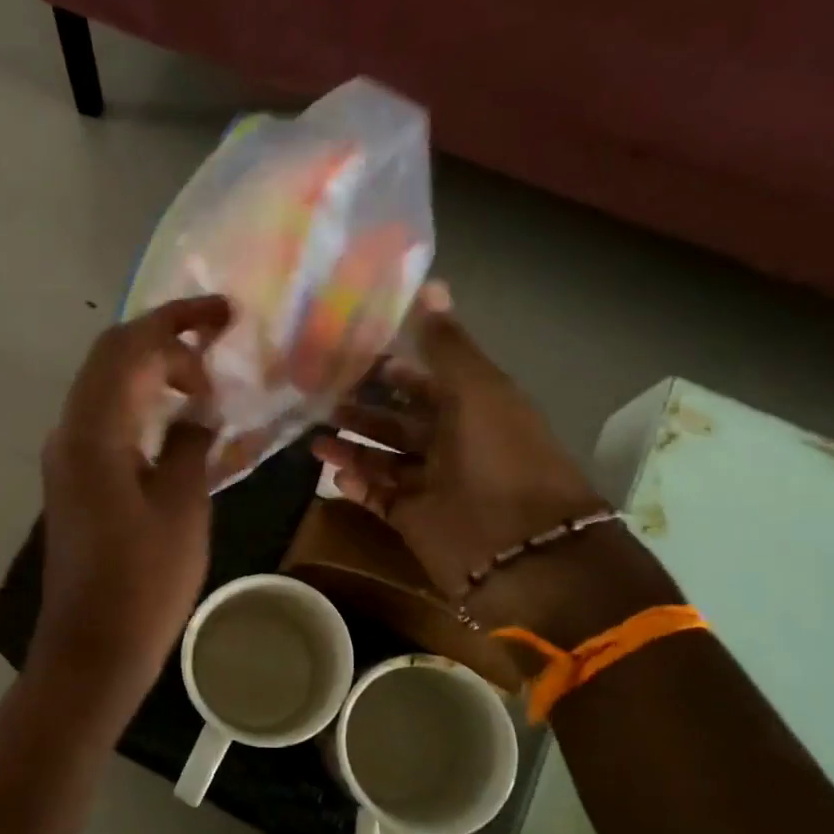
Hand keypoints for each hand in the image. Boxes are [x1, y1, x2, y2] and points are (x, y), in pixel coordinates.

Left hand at [34, 296, 231, 705]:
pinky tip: (176, 418)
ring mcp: (66, 456)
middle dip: (164, 338)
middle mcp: (70, 432)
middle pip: (111, 356)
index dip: (177, 320)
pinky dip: (140, 402)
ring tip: (204, 381)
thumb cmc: (143, 584)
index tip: (225, 315)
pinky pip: (105, 418)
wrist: (92, 648)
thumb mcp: (183, 508)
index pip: (130, 347)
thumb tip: (200, 412)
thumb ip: (192, 445)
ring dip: (151, 370)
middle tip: (218, 342)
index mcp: (94, 432)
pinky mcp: (72, 478)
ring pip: (106, 385)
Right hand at [313, 283, 605, 605]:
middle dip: (362, 409)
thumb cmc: (501, 458)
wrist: (520, 549)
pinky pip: (378, 497)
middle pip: (397, 421)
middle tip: (318, 397)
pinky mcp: (413, 520)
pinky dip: (357, 485)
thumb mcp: (478, 390)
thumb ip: (447, 344)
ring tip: (312, 437)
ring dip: (351, 446)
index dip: (391, 369)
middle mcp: (451, 444)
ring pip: (382, 459)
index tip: (348, 356)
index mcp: (472, 408)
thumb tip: (430, 283)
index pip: (425, 382)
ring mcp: (431, 485)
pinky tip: (332, 472)